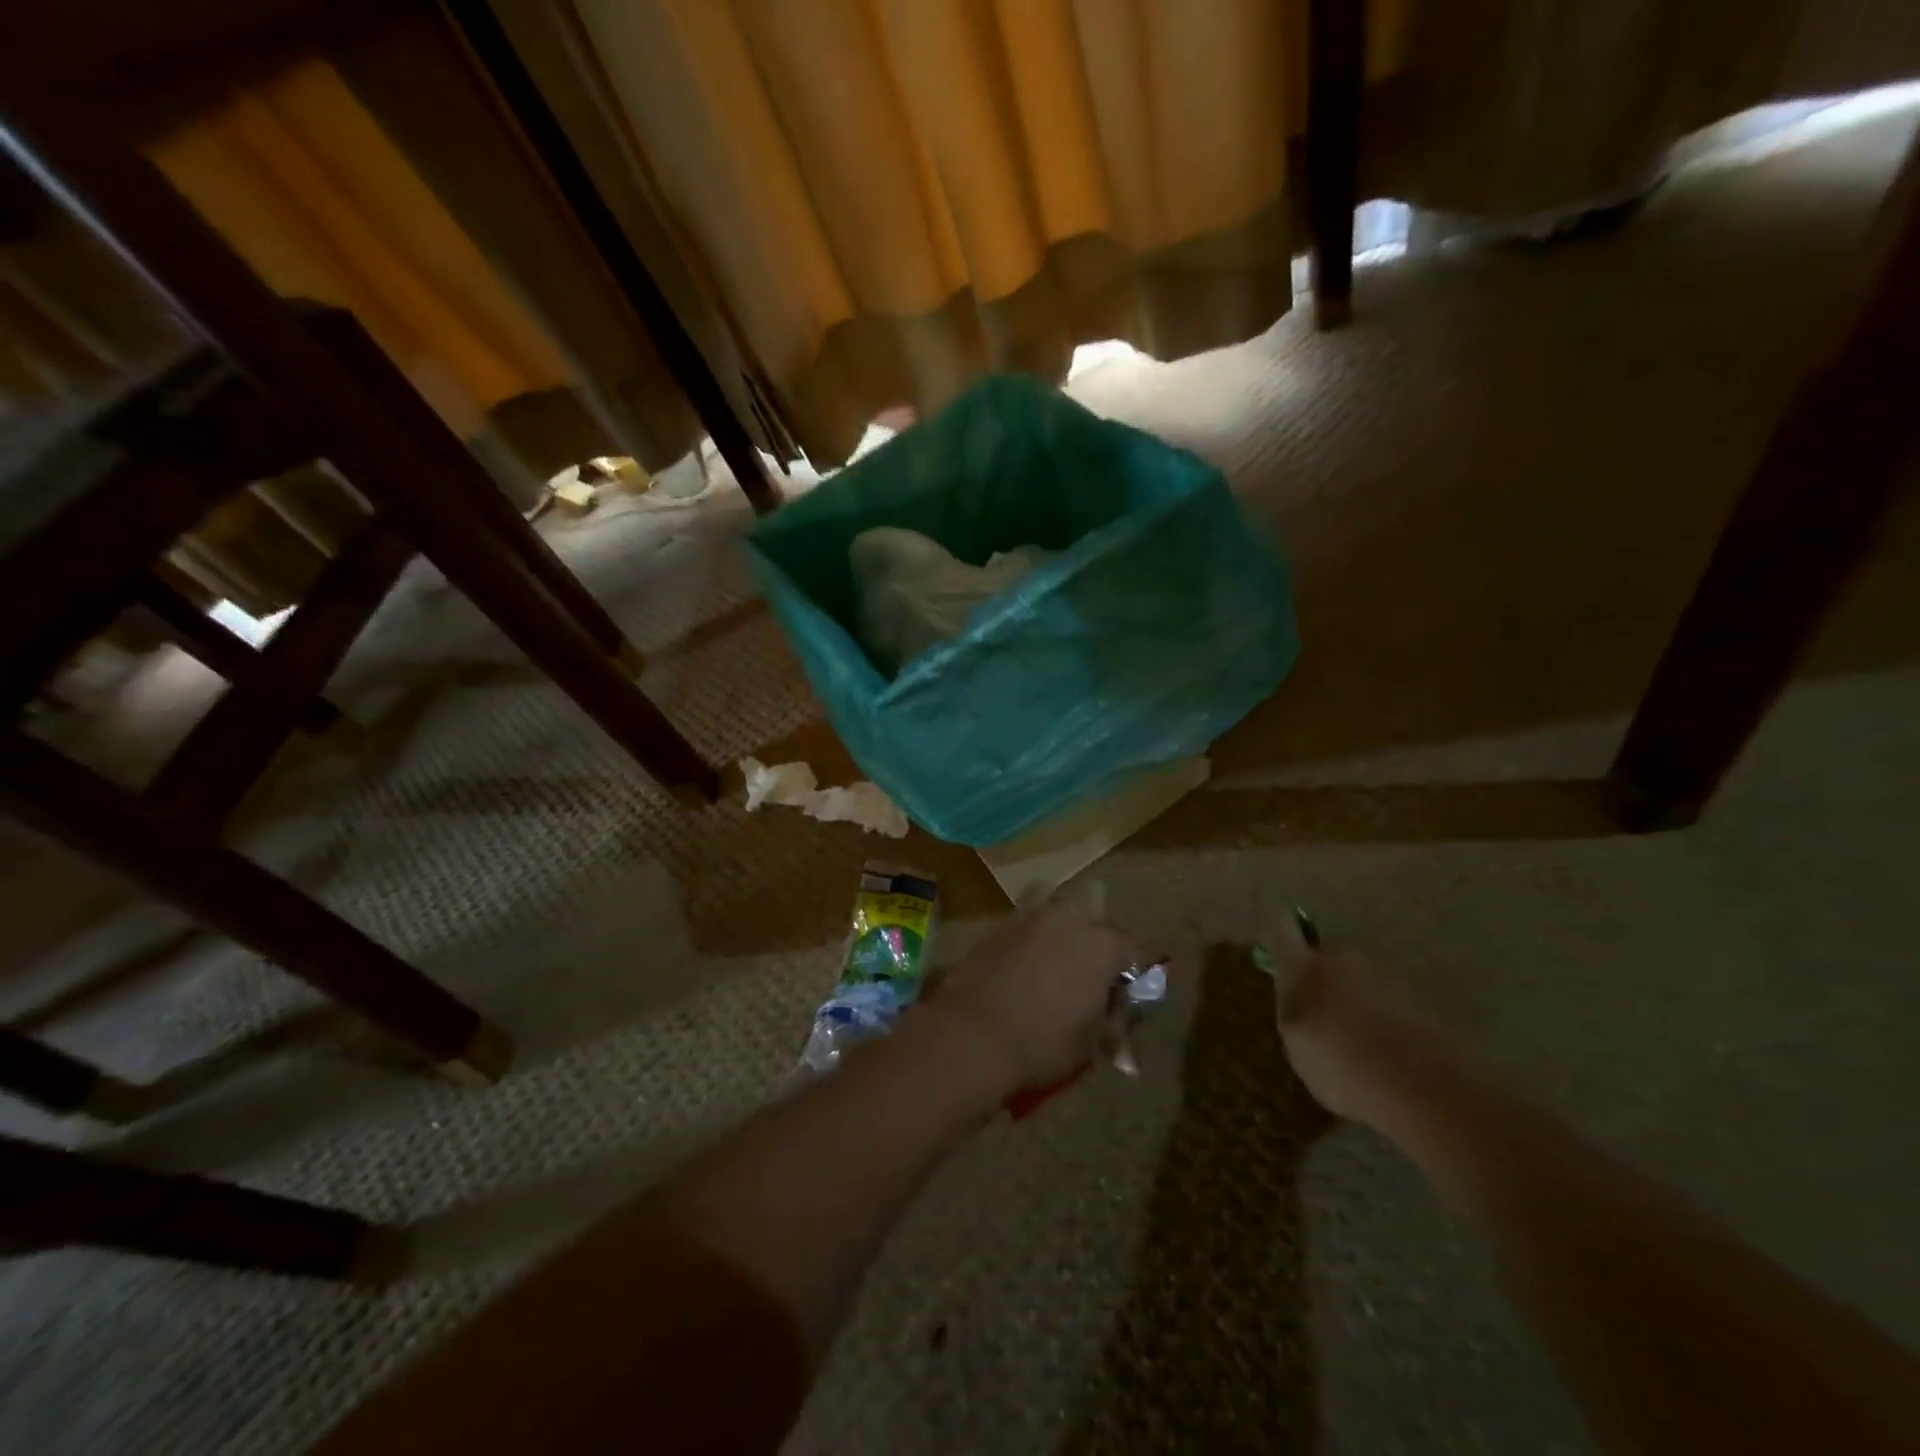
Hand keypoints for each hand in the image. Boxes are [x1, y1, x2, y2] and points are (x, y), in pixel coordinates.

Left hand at [927, 890, 1145, 1093]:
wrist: (972, 1035)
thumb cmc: (1043, 1043)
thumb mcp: (1091, 1043)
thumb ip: (1111, 1019)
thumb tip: (1116, 1012)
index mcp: (1102, 945)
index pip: (1134, 948)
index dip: (1132, 972)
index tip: (1122, 996)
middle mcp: (1068, 919)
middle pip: (1092, 900)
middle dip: (1094, 925)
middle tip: (1087, 963)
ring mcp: (1028, 917)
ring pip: (1050, 898)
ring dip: (1056, 919)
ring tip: (1051, 954)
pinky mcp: (995, 926)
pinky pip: (1020, 920)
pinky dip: (1026, 936)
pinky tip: (1019, 963)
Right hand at [1270, 924, 1456, 1127]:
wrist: (1424, 1085)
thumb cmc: (1340, 1063)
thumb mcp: (1297, 1045)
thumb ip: (1293, 1012)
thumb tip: (1296, 997)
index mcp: (1305, 966)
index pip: (1281, 928)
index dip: (1276, 934)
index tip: (1275, 951)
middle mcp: (1344, 959)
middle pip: (1327, 957)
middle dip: (1323, 980)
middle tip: (1323, 1018)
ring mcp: (1386, 975)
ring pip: (1360, 981)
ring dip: (1357, 1001)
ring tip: (1361, 1046)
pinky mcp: (1421, 999)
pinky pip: (1390, 1003)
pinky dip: (1385, 1021)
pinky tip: (1388, 1058)